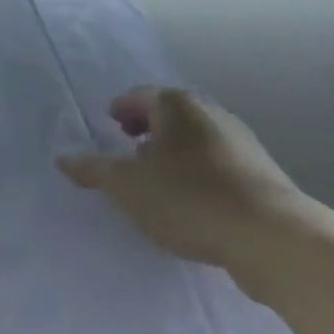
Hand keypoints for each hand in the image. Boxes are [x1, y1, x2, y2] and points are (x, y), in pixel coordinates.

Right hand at [56, 87, 303, 279]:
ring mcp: (240, 142)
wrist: (270, 237)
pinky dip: (197, 173)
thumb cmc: (188, 197)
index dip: (121, 109)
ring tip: (157, 180)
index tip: (110, 124)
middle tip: (128, 149)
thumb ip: (93, 169)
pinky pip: (216, 165)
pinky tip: (191, 202)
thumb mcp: (127, 185)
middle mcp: (209, 113)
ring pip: (194, 140)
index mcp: (176, 105)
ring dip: (173, 153)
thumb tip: (63, 158)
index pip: (139, 96)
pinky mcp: (261, 175)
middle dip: (147, 129)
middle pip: (169, 115)